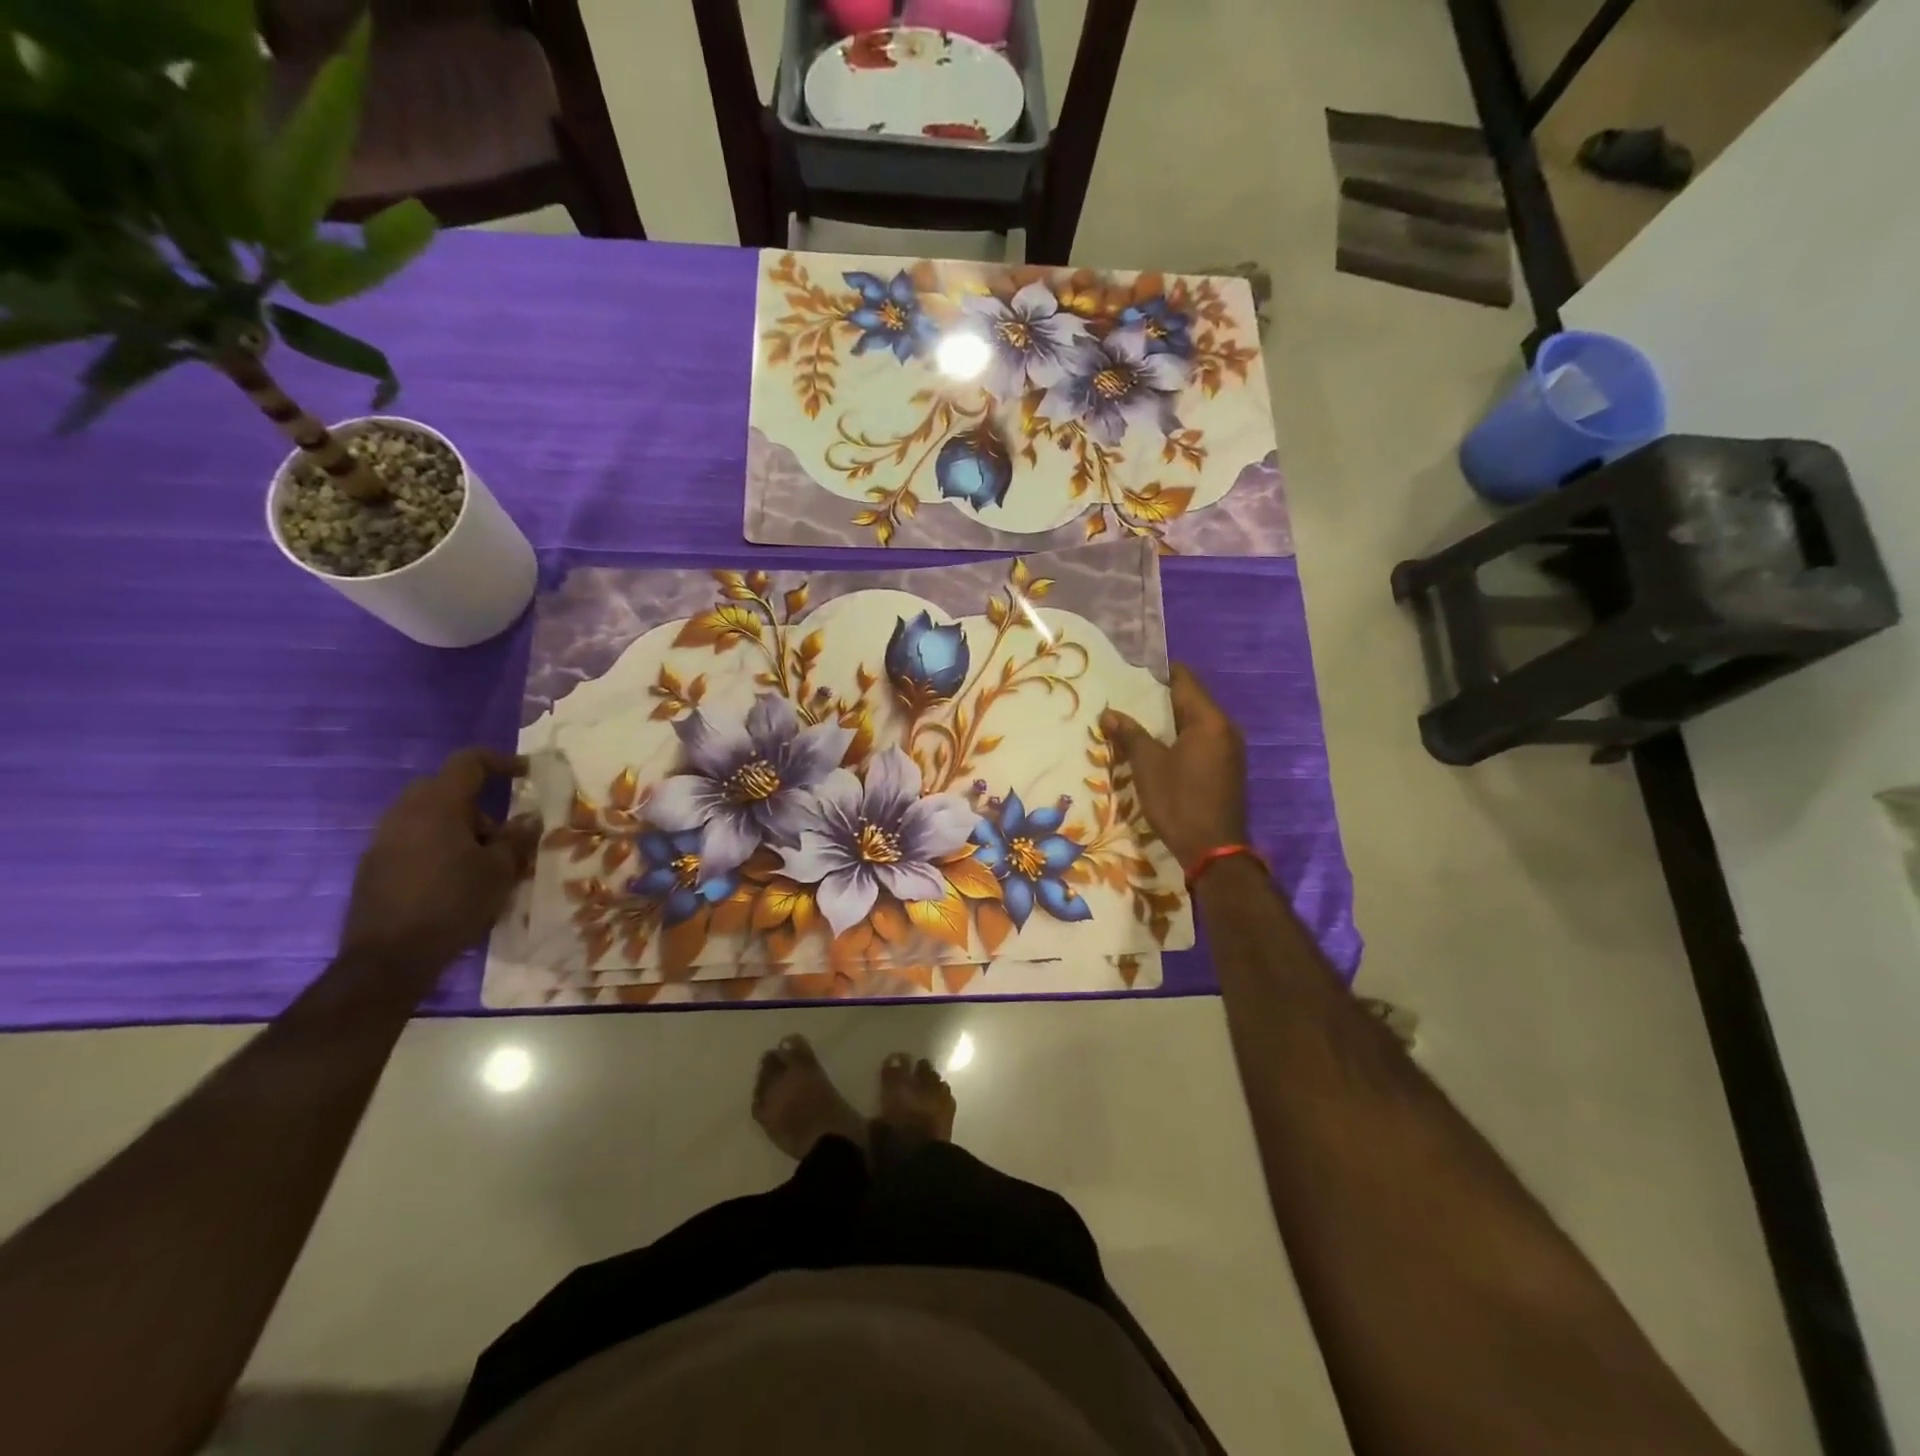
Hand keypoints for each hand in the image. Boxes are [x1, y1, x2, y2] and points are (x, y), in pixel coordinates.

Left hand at [340, 748, 536, 972]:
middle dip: (478, 803)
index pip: (469, 762)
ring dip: (458, 828)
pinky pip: (412, 840)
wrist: (389, 959)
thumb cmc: (454, 903)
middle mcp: (404, 814)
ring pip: (427, 816)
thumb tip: (529, 818)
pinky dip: (437, 847)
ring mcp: (383, 840)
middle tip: (503, 832)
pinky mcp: (373, 867)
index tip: (528, 774)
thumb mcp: (500, 871)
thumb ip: (516, 838)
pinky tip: (454, 879)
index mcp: (437, 806)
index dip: (502, 762)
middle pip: (445, 789)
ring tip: (483, 861)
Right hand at [1101, 664, 1247, 869]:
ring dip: (1167, 722)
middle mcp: (1225, 729)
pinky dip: (1179, 739)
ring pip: (1195, 723)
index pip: (1185, 680)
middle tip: (1125, 699)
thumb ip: (1130, 735)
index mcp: (1209, 720)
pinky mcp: (1226, 768)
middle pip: (1190, 700)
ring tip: (1134, 723)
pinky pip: (1200, 741)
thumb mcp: (1148, 766)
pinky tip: (1155, 748)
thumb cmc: (1179, 801)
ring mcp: (1229, 750)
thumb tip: (1109, 713)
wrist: (1213, 851)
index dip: (1158, 673)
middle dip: (1158, 699)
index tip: (1131, 673)